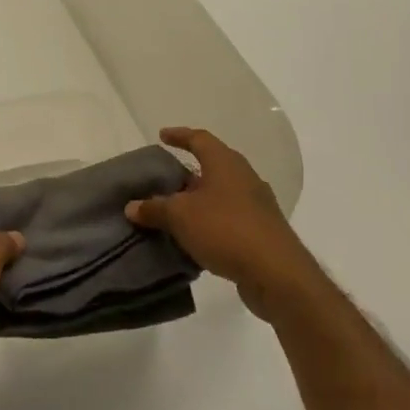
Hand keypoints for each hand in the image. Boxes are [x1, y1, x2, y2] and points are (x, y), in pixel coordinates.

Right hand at [126, 128, 313, 322]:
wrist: (277, 273)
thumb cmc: (225, 229)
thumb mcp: (180, 216)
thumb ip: (154, 208)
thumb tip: (132, 206)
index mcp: (225, 163)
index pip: (199, 138)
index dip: (179, 136)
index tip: (162, 136)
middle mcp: (244, 177)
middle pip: (212, 166)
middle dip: (187, 172)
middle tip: (163, 179)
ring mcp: (256, 205)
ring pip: (220, 194)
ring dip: (198, 200)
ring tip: (174, 211)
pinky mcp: (262, 231)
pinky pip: (229, 218)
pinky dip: (210, 222)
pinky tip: (194, 237)